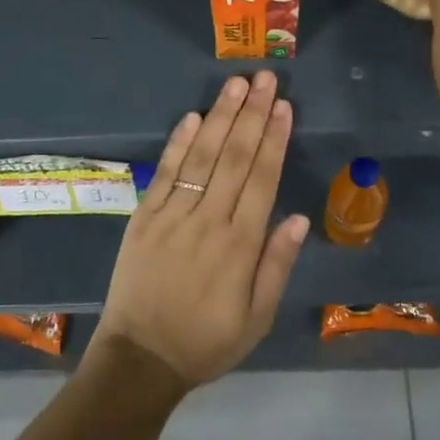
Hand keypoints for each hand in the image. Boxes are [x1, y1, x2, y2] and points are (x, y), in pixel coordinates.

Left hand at [87, 72, 308, 391]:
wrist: (140, 360)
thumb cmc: (206, 341)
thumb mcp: (257, 318)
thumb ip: (277, 265)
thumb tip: (300, 218)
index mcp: (239, 246)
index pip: (262, 179)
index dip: (274, 139)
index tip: (284, 107)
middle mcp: (208, 222)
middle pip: (234, 157)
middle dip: (252, 115)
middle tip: (266, 79)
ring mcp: (172, 216)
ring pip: (201, 156)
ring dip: (220, 117)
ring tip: (236, 85)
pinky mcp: (144, 217)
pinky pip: (165, 173)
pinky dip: (179, 143)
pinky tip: (193, 116)